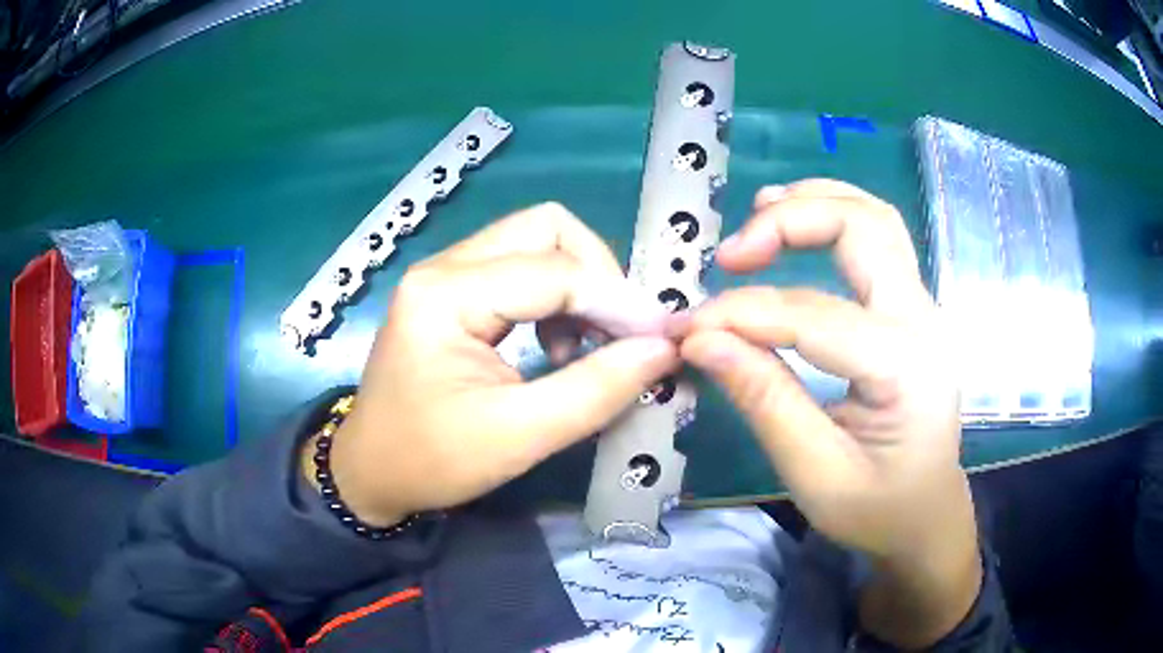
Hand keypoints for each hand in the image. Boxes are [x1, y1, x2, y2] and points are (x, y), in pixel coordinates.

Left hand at [308, 203, 679, 525]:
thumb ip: (596, 389)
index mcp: (446, 294)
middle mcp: (444, 267)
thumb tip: (662, 349)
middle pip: (546, 229)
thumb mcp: (518, 437)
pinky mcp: (452, 293)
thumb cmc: (431, 461)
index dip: (618, 300)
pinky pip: (520, 269)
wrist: (370, 474)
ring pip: (536, 242)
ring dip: (577, 285)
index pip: (555, 270)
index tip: (660, 340)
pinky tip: (556, 345)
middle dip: (597, 274)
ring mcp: (446, 275)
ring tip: (587, 345)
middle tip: (619, 333)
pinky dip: (555, 297)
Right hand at [680, 180, 979, 645]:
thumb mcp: (816, 474)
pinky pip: (877, 239)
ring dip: (814, 203)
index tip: (685, 329)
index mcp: (904, 367)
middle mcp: (922, 320)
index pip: (812, 315)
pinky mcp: (910, 310)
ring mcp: (922, 308)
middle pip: (862, 226)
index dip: (740, 315)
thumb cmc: (879, 510)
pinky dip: (832, 217)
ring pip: (874, 218)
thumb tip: (702, 341)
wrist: (927, 517)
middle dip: (788, 221)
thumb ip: (764, 401)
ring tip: (757, 217)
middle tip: (730, 256)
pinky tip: (796, 226)